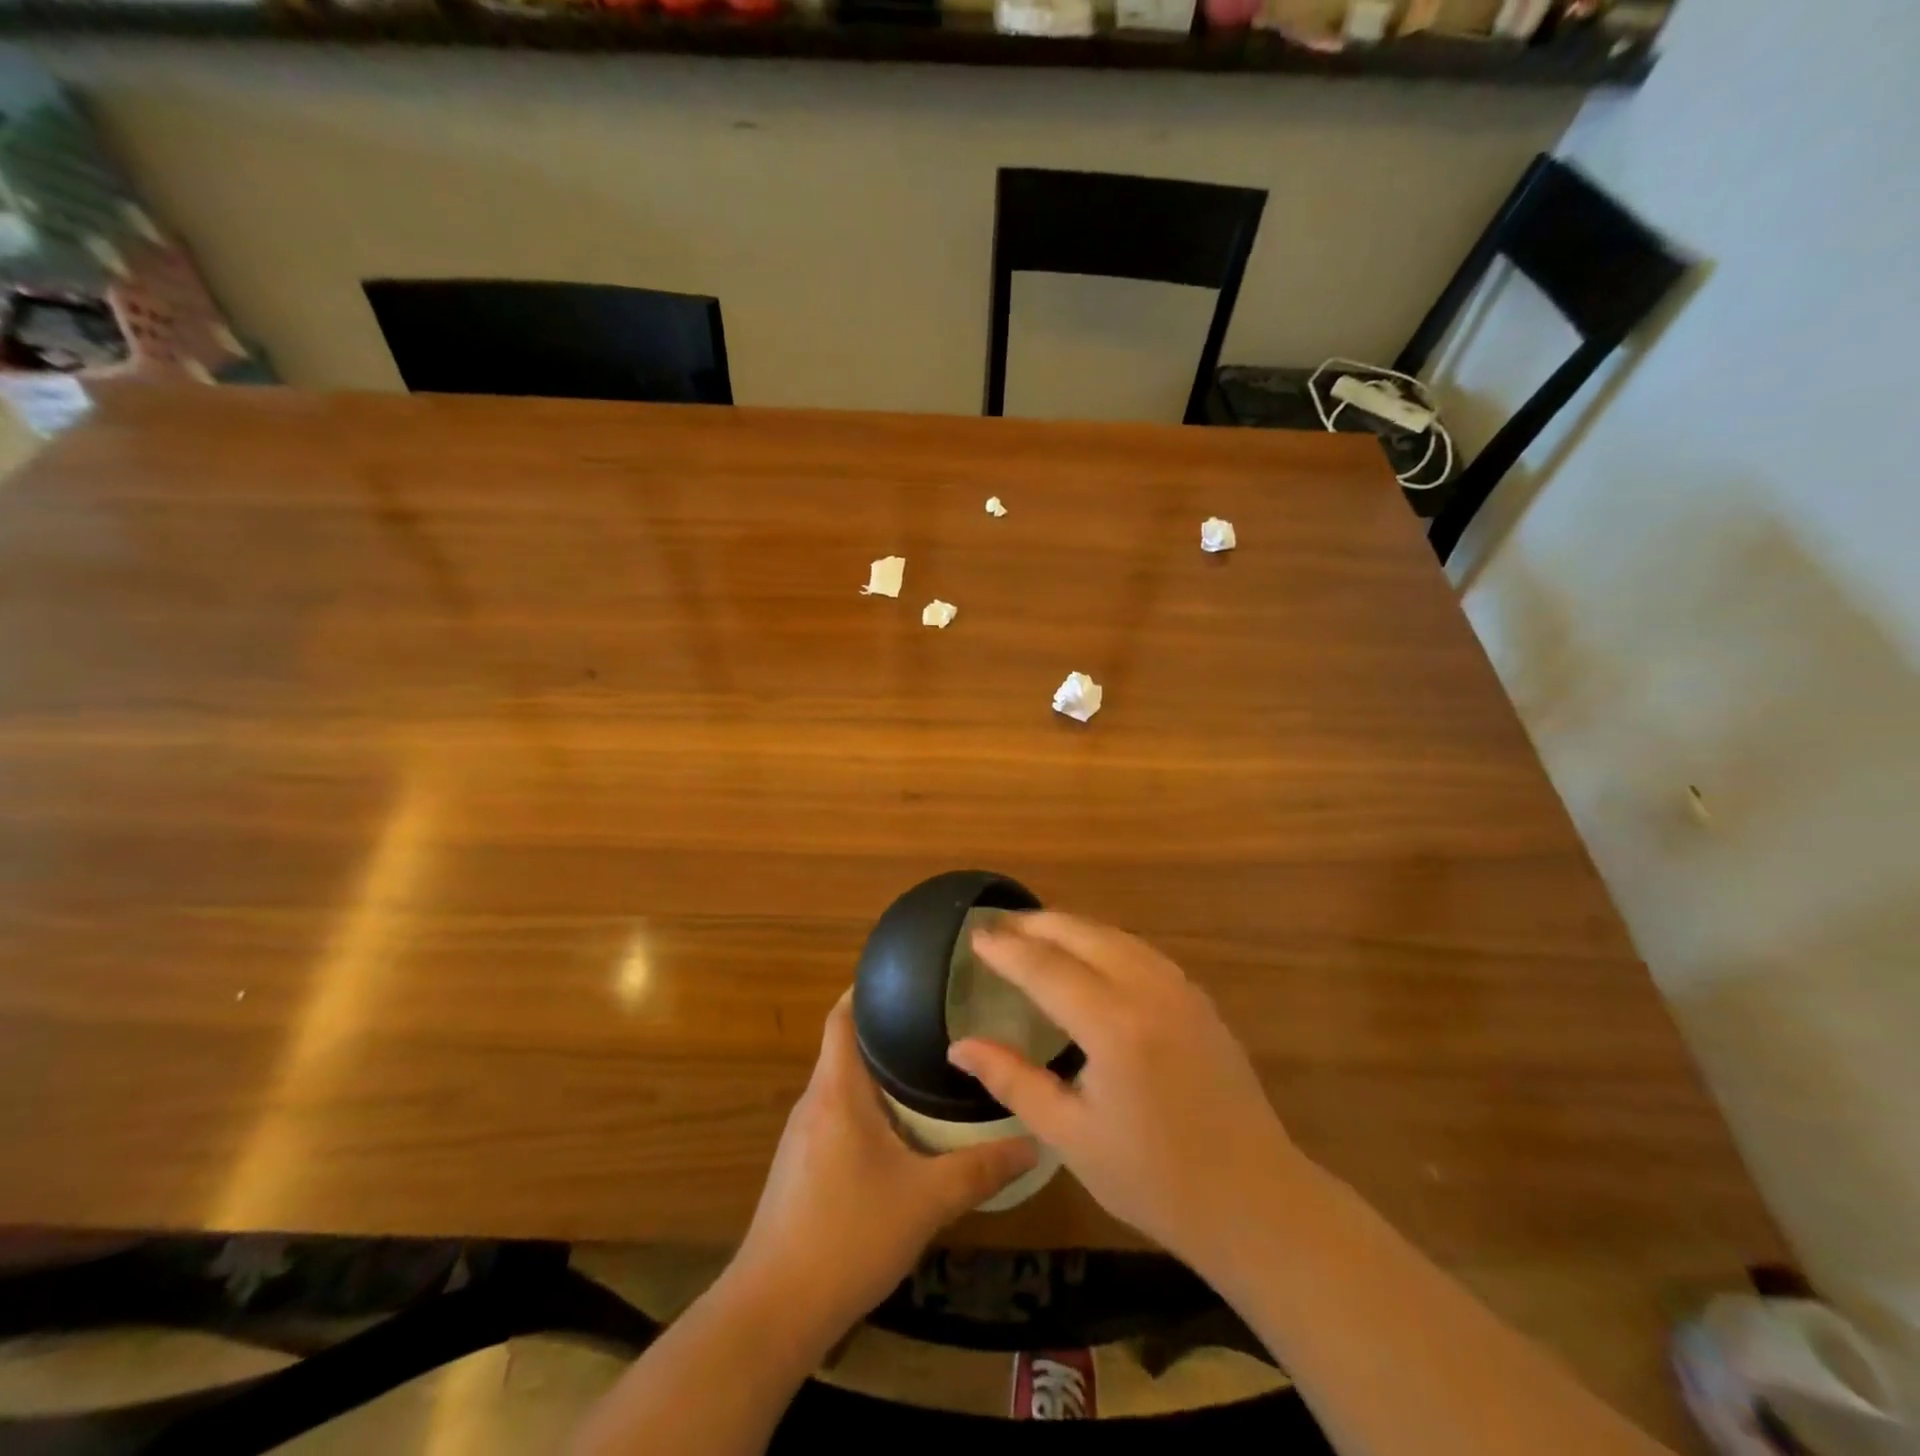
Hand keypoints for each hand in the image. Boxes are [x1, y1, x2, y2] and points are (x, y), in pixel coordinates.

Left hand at [730, 991, 1037, 1342]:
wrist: (772, 1310)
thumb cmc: (848, 1236)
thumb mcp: (926, 1201)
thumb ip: (981, 1170)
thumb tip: (1034, 1142)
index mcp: (837, 1090)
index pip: (842, 1015)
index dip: (866, 988)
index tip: (908, 976)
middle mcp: (814, 1101)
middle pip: (846, 1046)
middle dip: (887, 1030)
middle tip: (938, 1022)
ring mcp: (801, 1136)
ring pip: (843, 1084)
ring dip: (878, 1073)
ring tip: (928, 1069)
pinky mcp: (799, 1168)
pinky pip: (836, 1116)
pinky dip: (867, 1107)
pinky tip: (900, 1131)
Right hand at [947, 913, 1304, 1279]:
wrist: (1255, 1202)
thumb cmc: (1154, 1179)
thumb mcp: (1070, 1136)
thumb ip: (1013, 1081)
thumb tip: (959, 1048)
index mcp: (1113, 1025)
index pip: (1045, 968)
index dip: (1007, 950)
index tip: (975, 936)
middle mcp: (1148, 991)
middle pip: (1083, 935)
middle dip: (1037, 924)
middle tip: (1000, 923)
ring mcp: (1181, 991)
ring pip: (1116, 937)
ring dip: (1073, 927)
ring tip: (1037, 930)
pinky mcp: (1200, 1001)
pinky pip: (1142, 952)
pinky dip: (1106, 941)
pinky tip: (1093, 954)